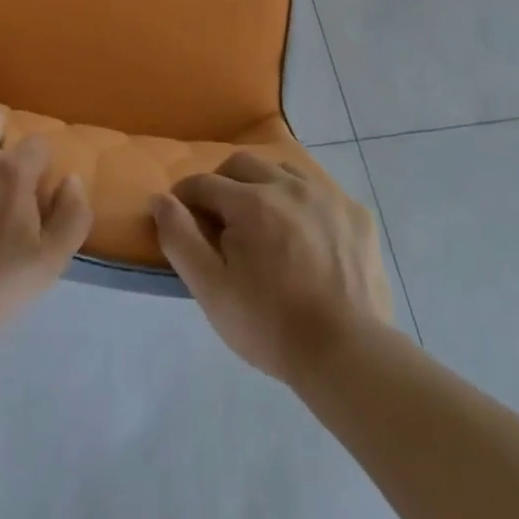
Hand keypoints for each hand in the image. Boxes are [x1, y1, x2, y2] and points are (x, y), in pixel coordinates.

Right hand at [152, 152, 390, 383]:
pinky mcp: (357, 214)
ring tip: (264, 222)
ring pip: (283, 170)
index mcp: (250, 201)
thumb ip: (180, 238)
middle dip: (222, 183)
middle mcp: (288, 185)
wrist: (347, 354)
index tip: (183, 218)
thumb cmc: (270, 325)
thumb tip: (160, 199)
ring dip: (264, 186)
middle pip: (242, 164)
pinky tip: (306, 236)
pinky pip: (320, 192)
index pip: (203, 183)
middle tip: (221, 219)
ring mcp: (327, 196)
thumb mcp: (211, 290)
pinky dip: (303, 204)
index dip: (186, 198)